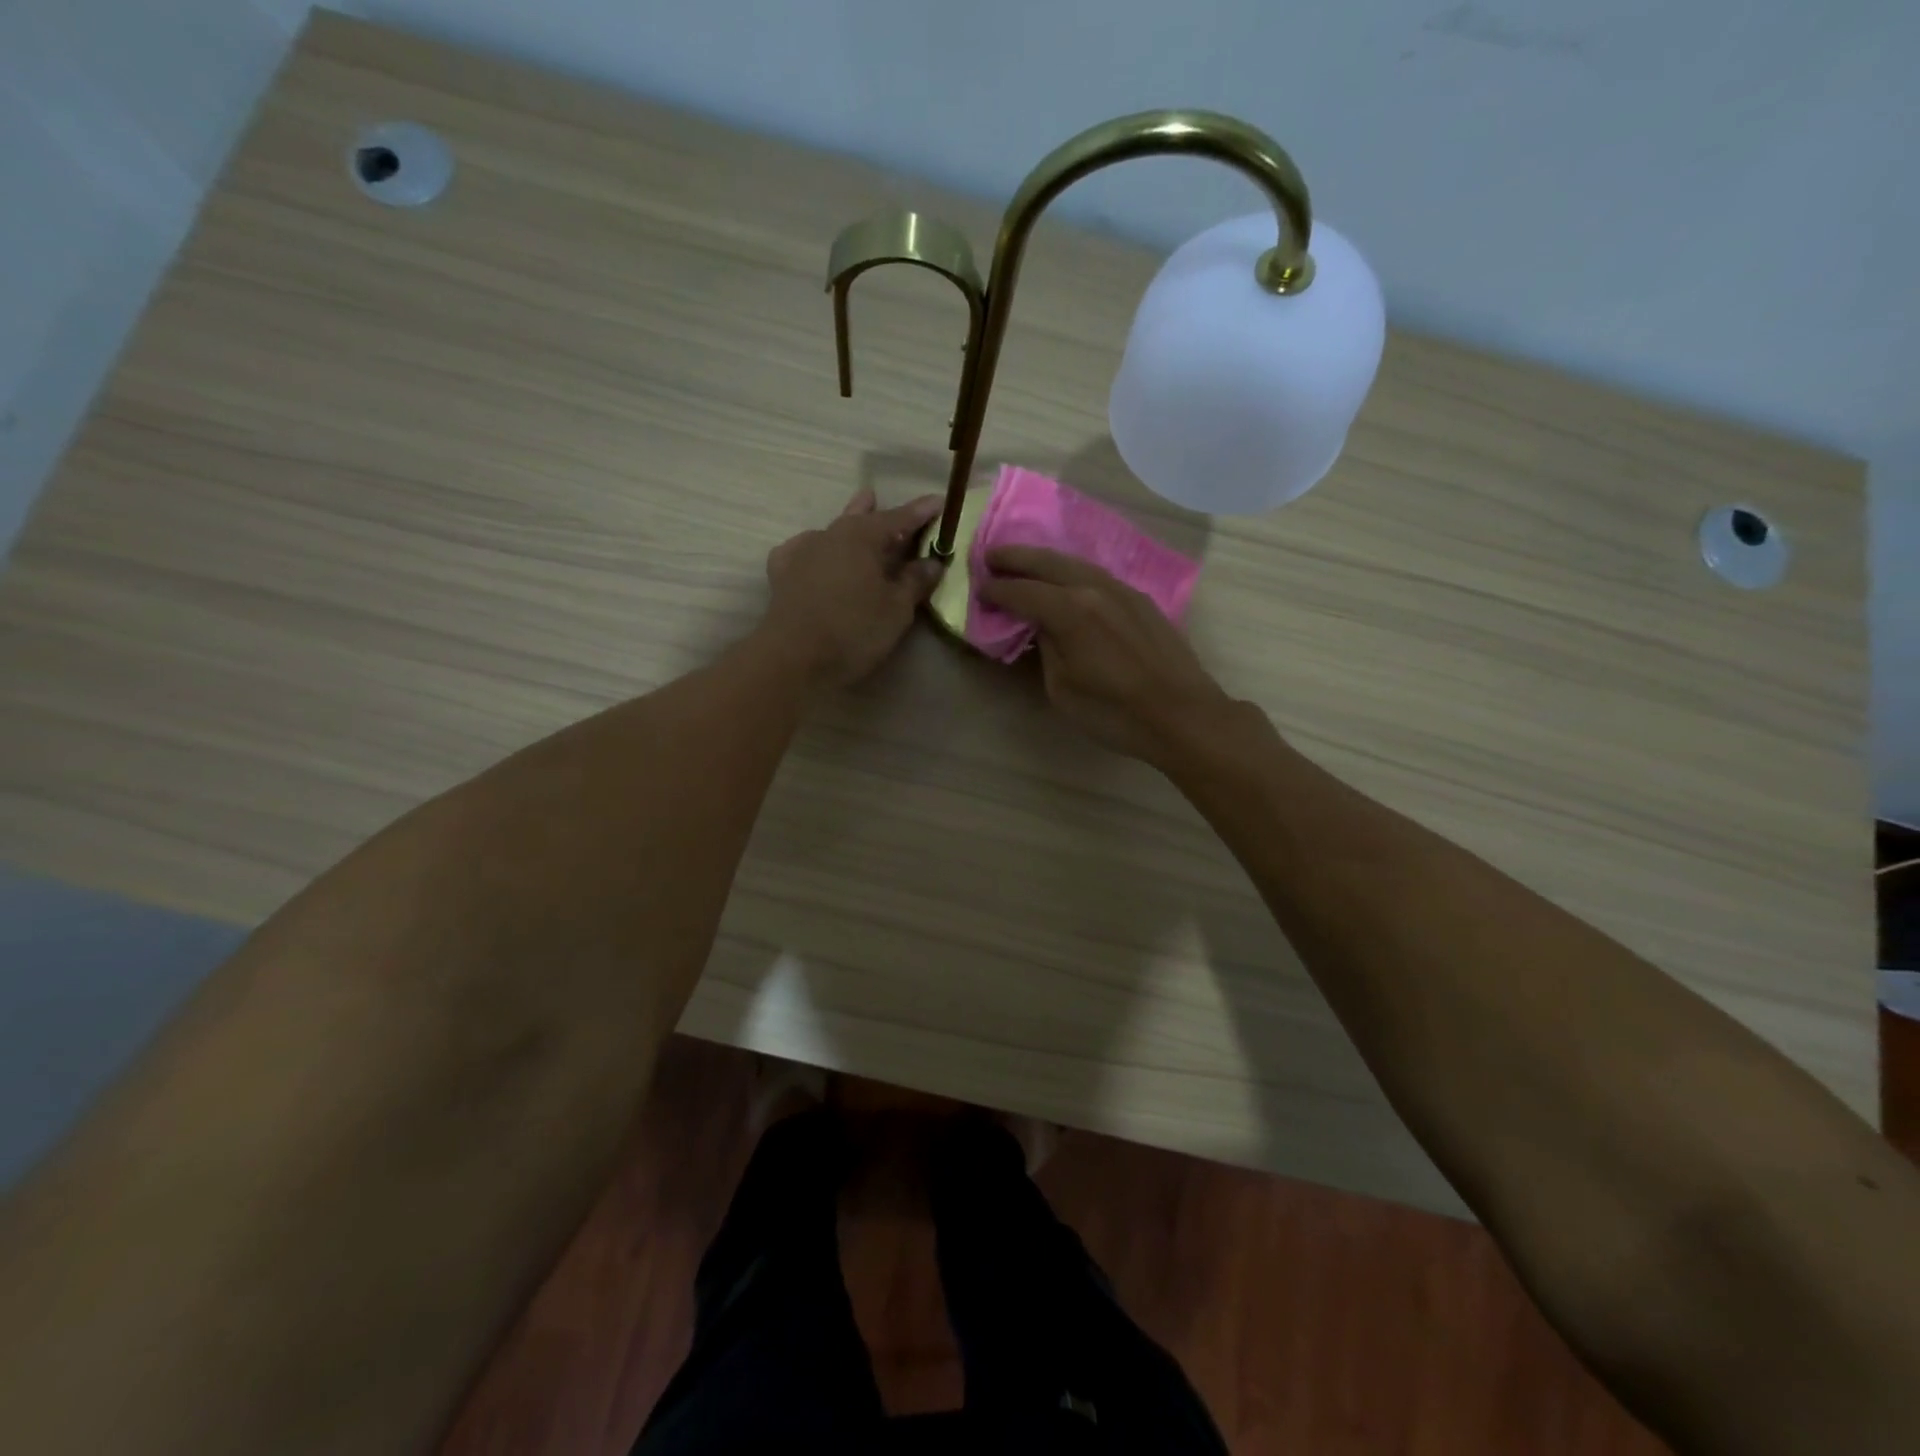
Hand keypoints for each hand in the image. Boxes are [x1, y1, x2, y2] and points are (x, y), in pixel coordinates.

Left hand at [761, 488, 945, 686]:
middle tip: (891, 507)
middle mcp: (830, 534)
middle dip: (878, 512)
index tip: (939, 502)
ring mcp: (802, 551)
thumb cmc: (854, 631)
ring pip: (832, 532)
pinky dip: (816, 549)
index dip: (921, 512)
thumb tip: (932, 562)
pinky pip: (803, 551)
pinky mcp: (781, 573)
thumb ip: (915, 581)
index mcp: (862, 536)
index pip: (899, 518)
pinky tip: (815, 555)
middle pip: (861, 518)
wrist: (794, 659)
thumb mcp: (896, 609)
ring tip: (856, 518)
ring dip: (848, 527)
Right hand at [979, 546, 1234, 762]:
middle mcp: (1094, 588)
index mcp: (1070, 611)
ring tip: (1025, 562)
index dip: (997, 590)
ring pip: (1076, 563)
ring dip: (1046, 560)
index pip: (1022, 592)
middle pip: (1047, 563)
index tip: (979, 588)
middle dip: (1016, 558)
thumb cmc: (1114, 712)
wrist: (1182, 715)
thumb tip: (1043, 628)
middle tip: (991, 556)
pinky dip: (1073, 572)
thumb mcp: (1062, 689)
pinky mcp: (1141, 600)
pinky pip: (1098, 575)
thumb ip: (1047, 648)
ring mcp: (1122, 590)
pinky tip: (1067, 580)